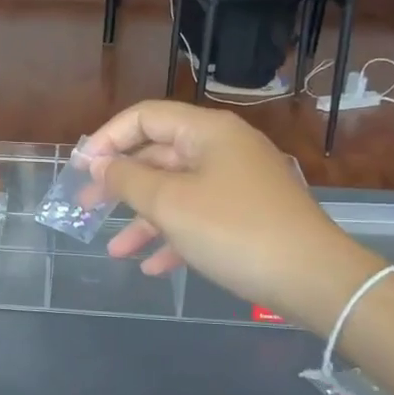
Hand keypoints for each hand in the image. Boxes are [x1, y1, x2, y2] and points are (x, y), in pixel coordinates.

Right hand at [84, 101, 380, 329]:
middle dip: (120, 184)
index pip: (146, 116)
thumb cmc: (233, 230)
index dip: (108, 138)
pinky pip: (200, 217)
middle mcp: (224, 149)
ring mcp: (238, 183)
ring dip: (143, 219)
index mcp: (208, 132)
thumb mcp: (169, 204)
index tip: (81, 169)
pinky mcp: (248, 216)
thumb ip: (127, 180)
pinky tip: (153, 267)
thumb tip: (100, 164)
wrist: (313, 277)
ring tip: (115, 250)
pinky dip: (174, 237)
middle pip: (159, 155)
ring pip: (177, 192)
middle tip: (86, 208)